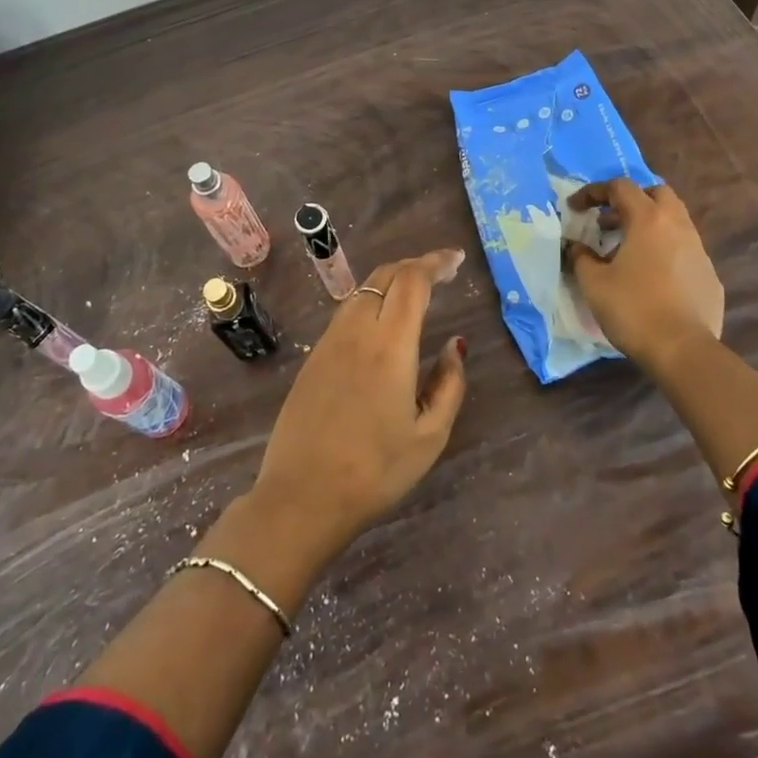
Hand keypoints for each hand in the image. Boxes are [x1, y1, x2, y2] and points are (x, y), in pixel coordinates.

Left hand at [250, 248, 469, 557]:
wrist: (301, 497)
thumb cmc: (375, 471)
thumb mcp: (429, 436)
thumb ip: (449, 384)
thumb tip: (456, 345)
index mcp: (389, 345)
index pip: (412, 281)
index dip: (435, 263)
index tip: (456, 259)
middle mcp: (356, 331)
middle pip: (385, 276)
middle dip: (415, 265)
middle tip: (441, 272)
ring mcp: (329, 342)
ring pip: (362, 291)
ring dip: (391, 281)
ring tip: (416, 292)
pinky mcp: (313, 357)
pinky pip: (346, 312)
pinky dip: (371, 301)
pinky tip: (383, 322)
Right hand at [566, 179, 723, 370]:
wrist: (682, 350)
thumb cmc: (633, 309)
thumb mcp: (594, 282)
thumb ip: (581, 257)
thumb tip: (576, 247)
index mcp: (648, 219)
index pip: (620, 187)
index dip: (593, 192)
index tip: (575, 208)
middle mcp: (677, 226)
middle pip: (656, 193)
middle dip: (631, 200)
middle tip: (609, 221)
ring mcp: (698, 250)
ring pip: (674, 221)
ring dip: (649, 225)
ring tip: (627, 250)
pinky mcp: (709, 275)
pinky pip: (684, 250)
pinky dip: (664, 251)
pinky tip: (651, 277)